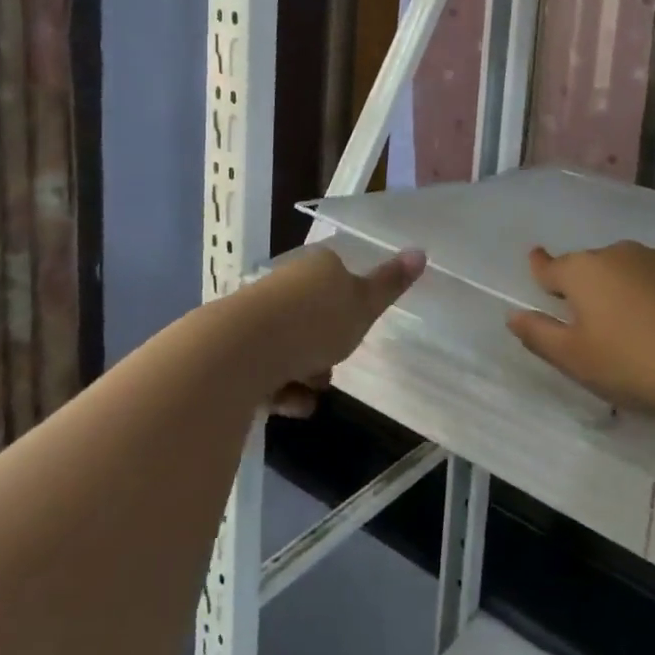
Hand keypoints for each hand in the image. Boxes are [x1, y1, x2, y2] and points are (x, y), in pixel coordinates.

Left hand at [235, 245, 425, 416]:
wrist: (237, 352)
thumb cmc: (312, 323)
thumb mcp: (362, 305)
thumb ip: (390, 284)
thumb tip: (421, 251)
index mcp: (316, 267)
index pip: (339, 279)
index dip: (351, 308)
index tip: (356, 330)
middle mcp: (285, 285)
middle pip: (316, 318)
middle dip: (326, 349)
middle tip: (332, 366)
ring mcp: (256, 315)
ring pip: (292, 347)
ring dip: (305, 374)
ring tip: (306, 392)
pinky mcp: (234, 349)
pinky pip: (266, 369)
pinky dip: (279, 389)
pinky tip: (286, 403)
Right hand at [507, 242, 654, 417]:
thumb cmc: (632, 364)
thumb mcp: (575, 359)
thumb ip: (539, 335)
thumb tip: (513, 315)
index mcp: (584, 272)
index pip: (552, 266)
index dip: (541, 267)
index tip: (536, 261)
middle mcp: (619, 253)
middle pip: (594, 267)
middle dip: (590, 286)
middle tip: (596, 320)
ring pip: (632, 269)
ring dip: (628, 288)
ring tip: (639, 326)